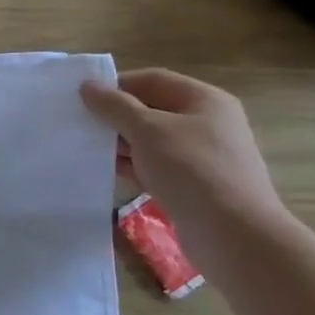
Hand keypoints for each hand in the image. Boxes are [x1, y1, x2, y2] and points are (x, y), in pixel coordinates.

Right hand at [80, 68, 285, 242]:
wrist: (233, 234)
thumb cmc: (191, 170)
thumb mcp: (148, 130)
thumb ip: (115, 106)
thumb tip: (87, 85)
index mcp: (205, 100)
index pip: (153, 79)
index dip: (117, 85)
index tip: (83, 97)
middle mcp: (207, 123)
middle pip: (152, 109)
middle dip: (116, 116)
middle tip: (81, 124)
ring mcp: (203, 156)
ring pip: (153, 140)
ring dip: (122, 143)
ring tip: (88, 149)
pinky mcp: (196, 185)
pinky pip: (157, 166)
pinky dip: (134, 166)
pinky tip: (109, 172)